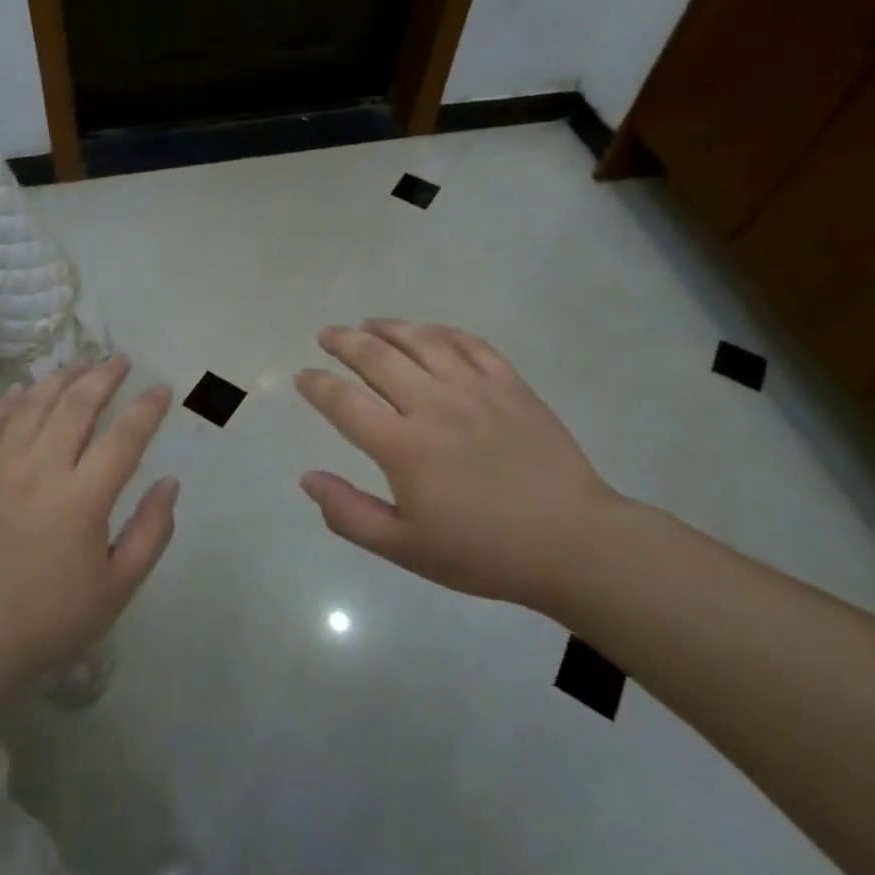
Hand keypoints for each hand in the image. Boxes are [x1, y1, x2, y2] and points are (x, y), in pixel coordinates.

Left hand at [0, 355, 178, 723]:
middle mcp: (40, 470)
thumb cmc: (50, 619)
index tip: (162, 389)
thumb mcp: (117, 588)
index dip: (147, 409)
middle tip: (121, 360)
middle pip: (77, 406)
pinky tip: (22, 390)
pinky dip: (9, 401)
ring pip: (33, 405)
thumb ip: (151, 532)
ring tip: (81, 364)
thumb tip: (169, 483)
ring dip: (61, 378)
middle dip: (104, 376)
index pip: (124, 437)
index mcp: (82, 499)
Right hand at [294, 319, 626, 610]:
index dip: (317, 385)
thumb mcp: (405, 549)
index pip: (344, 402)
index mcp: (403, 447)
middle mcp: (434, 406)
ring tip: (369, 323)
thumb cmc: (482, 551)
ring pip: (422, 341)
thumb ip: (349, 513)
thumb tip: (307, 478)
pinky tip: (429, 331)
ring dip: (389, 327)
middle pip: (377, 358)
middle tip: (327, 334)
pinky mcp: (511, 385)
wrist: (571, 542)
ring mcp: (476, 390)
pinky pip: (471, 344)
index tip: (303, 377)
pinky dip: (443, 331)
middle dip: (344, 341)